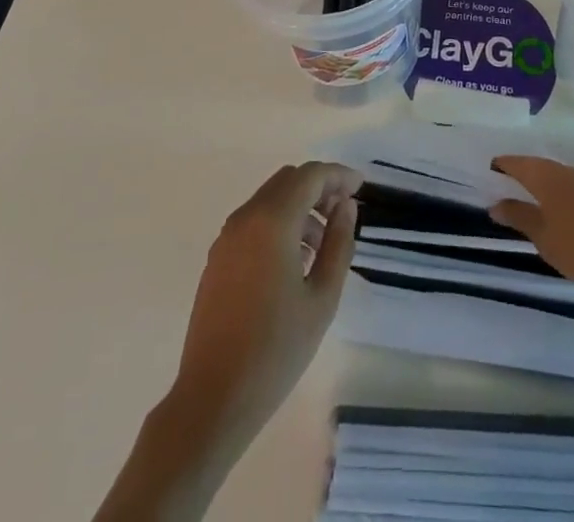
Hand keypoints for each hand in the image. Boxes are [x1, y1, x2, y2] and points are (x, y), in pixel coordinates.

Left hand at [167, 161, 362, 448]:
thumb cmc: (276, 349)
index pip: (310, 176)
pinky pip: (253, 222)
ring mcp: (226, 238)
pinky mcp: (217, 259)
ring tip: (321, 246)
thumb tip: (345, 207)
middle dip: (318, 188)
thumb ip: (338, 243)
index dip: (338, 175)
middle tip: (343, 213)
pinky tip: (293, 261)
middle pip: (287, 181)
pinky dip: (278, 223)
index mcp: (272, 221)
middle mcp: (245, 218)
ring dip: (298, 207)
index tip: (360, 187)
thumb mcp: (322, 298)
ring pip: (269, 200)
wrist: (213, 398)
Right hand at [489, 155, 573, 298]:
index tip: (494, 169)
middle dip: (535, 180)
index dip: (504, 165)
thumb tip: (495, 204)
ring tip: (562, 215)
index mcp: (548, 178)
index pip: (519, 163)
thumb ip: (521, 219)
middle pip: (547, 170)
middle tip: (525, 195)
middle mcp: (573, 170)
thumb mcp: (546, 240)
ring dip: (565, 193)